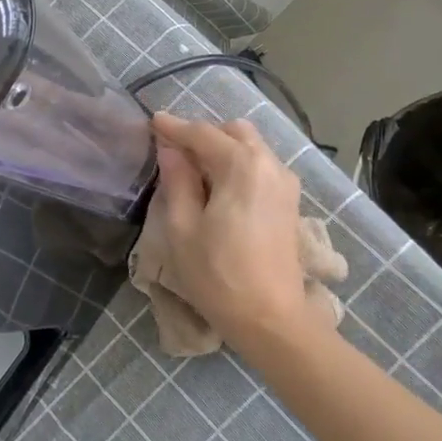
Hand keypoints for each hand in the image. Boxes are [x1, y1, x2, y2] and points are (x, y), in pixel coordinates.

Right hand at [150, 113, 309, 348]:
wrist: (271, 319)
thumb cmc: (218, 275)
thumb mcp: (182, 228)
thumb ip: (177, 181)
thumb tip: (171, 150)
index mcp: (242, 165)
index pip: (203, 133)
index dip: (174, 127)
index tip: (152, 122)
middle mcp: (270, 165)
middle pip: (233, 132)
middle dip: (203, 135)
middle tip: (173, 151)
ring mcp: (285, 184)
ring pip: (250, 148)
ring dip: (222, 149)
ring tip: (193, 171)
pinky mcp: (289, 203)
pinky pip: (260, 167)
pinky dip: (237, 165)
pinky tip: (218, 188)